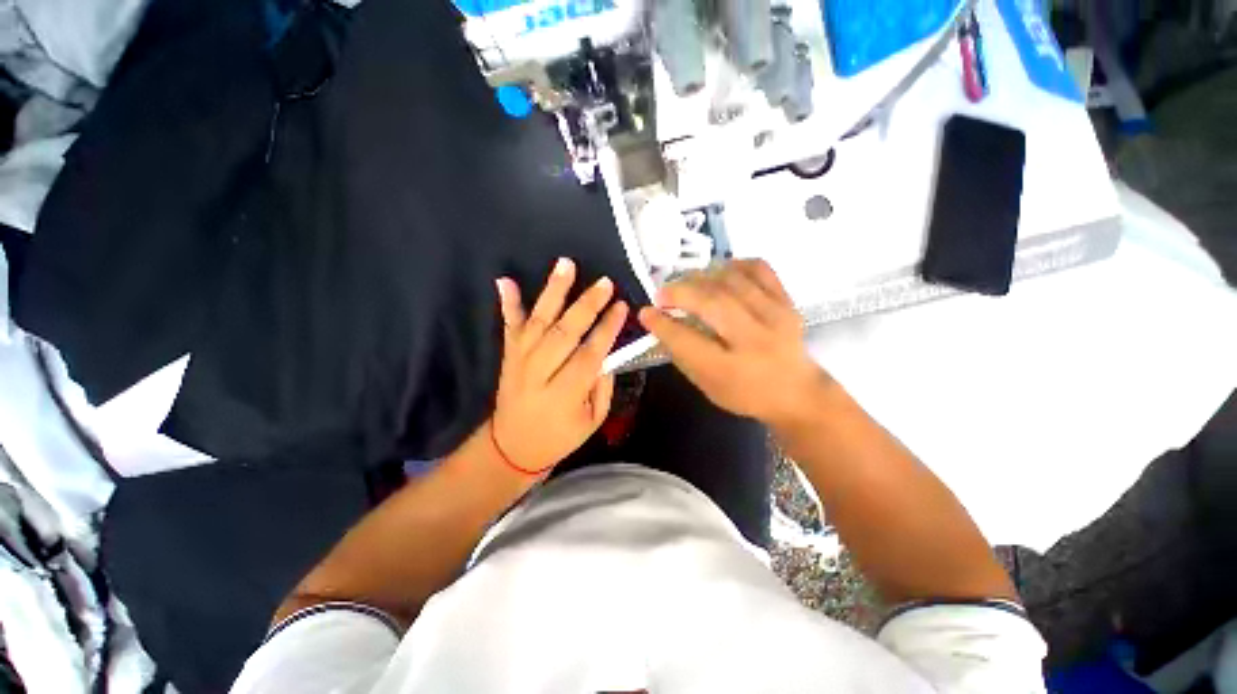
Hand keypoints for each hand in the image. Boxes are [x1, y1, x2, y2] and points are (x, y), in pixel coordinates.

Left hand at [491, 258, 628, 474]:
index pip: (590, 353)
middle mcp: (539, 372)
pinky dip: (508, 302)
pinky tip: (505, 280)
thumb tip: (607, 354)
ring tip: (566, 265)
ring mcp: (520, 360)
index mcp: (564, 394)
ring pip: (538, 321)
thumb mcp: (592, 421)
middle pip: (565, 332)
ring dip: (553, 291)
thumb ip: (602, 386)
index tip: (621, 306)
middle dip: (587, 305)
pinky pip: (509, 325)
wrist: (512, 447)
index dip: (607, 329)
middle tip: (604, 282)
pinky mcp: (508, 355)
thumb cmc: (559, 437)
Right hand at [637, 260, 830, 428]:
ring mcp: (775, 317)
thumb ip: (683, 355)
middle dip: (679, 292)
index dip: (661, 324)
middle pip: (711, 303)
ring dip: (702, 277)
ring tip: (688, 283)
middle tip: (662, 294)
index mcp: (729, 370)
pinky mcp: (788, 302)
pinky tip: (720, 272)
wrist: (798, 392)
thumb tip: (661, 323)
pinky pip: (759, 269)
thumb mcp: (707, 385)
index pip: (687, 341)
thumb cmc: (745, 393)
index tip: (646, 312)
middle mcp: (754, 341)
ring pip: (732, 281)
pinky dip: (735, 264)